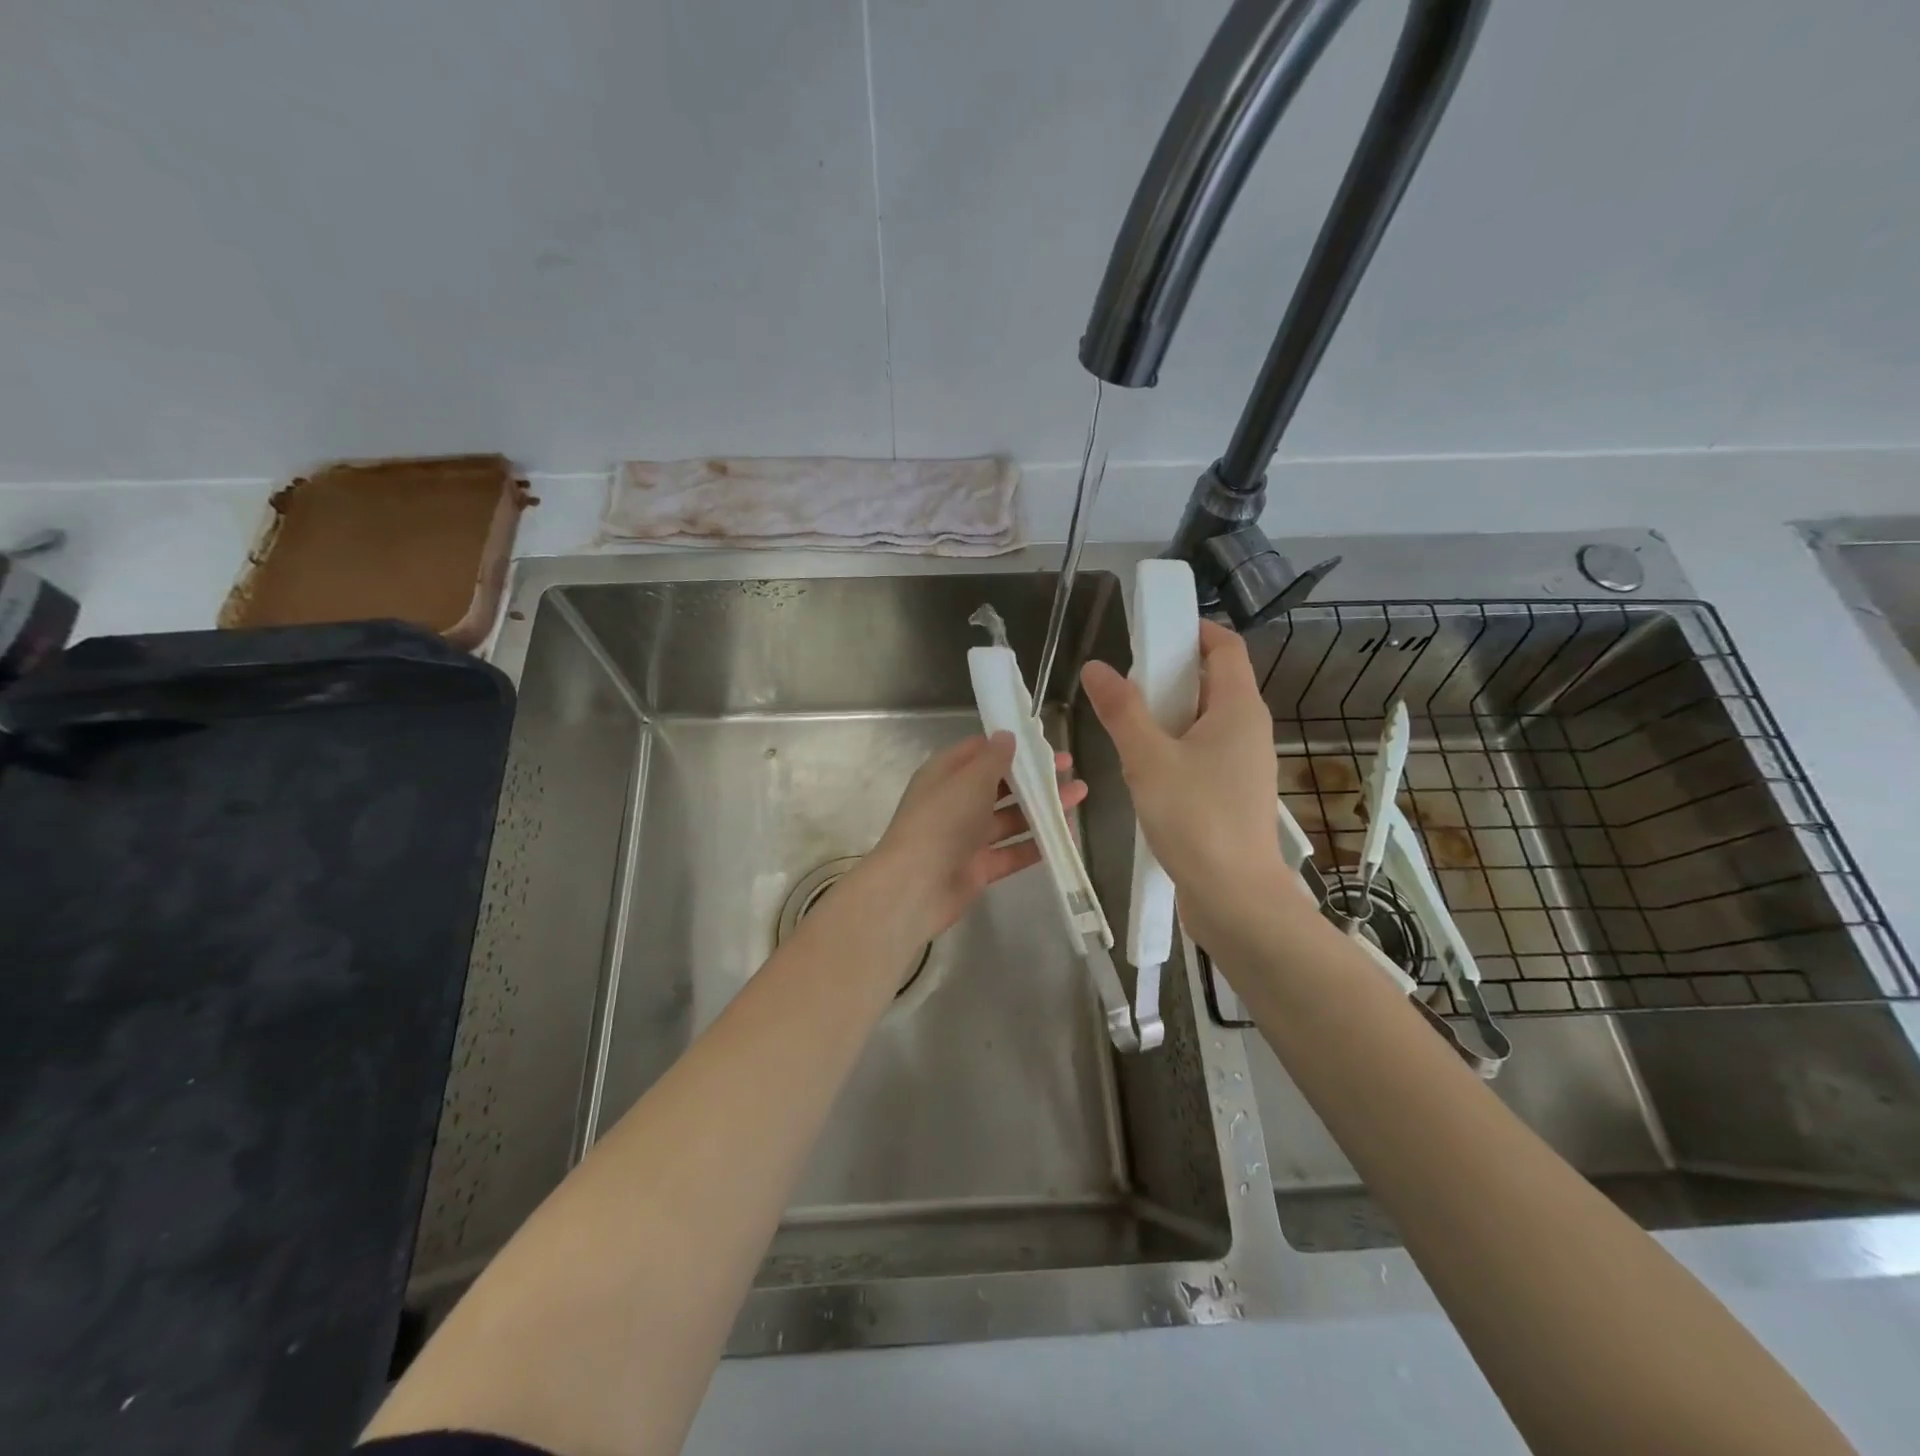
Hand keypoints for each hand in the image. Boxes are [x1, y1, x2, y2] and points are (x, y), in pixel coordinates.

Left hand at [864, 732, 1086, 942]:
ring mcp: (968, 837)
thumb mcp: (969, 780)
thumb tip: (1007, 736)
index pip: (980, 752)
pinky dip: (1037, 844)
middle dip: (1034, 778)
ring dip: (1043, 808)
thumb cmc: (941, 821)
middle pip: (1000, 785)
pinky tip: (1067, 836)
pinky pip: (1013, 851)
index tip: (1043, 743)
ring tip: (1080, 797)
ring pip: (1011, 818)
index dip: (1011, 745)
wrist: (915, 886)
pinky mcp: (979, 867)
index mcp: (946, 774)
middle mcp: (956, 802)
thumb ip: (993, 758)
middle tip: (1071, 769)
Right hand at [1080, 620, 1288, 950]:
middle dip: (1172, 673)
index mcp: (1239, 709)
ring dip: (1171, 713)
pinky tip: (1145, 767)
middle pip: (1215, 681)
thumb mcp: (1148, 759)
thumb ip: (1122, 711)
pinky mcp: (1233, 794)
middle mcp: (1249, 730)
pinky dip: (1177, 745)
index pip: (1225, 647)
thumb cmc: (1195, 819)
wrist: (1234, 898)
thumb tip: (1097, 667)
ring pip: (1207, 720)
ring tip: (1128, 723)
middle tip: (1128, 681)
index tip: (1153, 631)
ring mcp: (1244, 765)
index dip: (1194, 629)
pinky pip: (1205, 752)